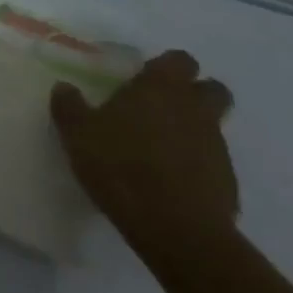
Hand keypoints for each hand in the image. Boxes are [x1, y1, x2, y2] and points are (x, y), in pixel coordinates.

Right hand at [50, 49, 237, 264]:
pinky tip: (171, 185)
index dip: (166, 67)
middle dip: (195, 94)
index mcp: (161, 88)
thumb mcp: (78, 134)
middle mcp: (195, 110)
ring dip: (193, 133)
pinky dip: (197, 168)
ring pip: (213, 128)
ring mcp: (217, 148)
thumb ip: (69, 106)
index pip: (179, 60)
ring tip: (159, 152)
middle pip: (212, 89)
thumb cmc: (123, 168)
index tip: (145, 79)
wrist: (178, 232)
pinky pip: (213, 165)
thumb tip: (64, 87)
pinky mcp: (229, 185)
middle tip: (162, 108)